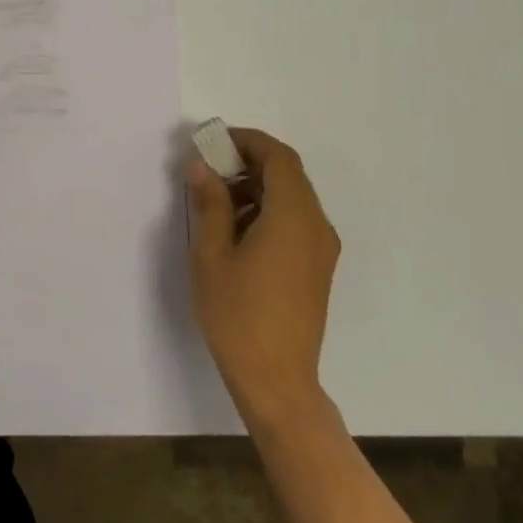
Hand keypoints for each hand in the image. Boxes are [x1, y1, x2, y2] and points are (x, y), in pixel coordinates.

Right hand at [186, 128, 338, 429]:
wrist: (277, 381)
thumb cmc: (238, 314)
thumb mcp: (212, 254)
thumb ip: (209, 203)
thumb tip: (201, 166)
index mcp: (293, 217)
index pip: (279, 157)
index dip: (247, 141)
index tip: (213, 142)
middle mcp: (316, 226)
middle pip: (288, 175)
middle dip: (248, 163)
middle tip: (208, 171)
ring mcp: (321, 249)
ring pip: (292, 198)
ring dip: (257, 189)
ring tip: (215, 204)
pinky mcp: (317, 268)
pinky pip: (296, 222)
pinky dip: (268, 211)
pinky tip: (237, 233)